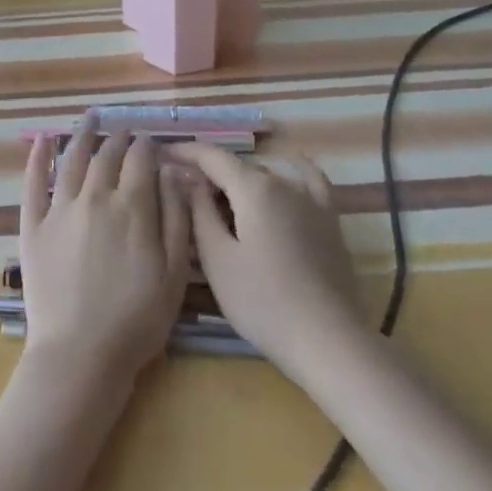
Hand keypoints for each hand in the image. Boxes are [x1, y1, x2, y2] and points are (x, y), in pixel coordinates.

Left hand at [18, 119, 190, 383]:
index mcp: (133, 207)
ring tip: (91, 117)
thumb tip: (174, 172)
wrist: (80, 354)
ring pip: (72, 159)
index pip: (141, 159)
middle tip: (126, 132)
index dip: (149, 146)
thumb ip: (176, 217)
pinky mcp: (33, 226)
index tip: (153, 142)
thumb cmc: (137, 319)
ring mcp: (59, 210)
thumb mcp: (174, 272)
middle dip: (120, 139)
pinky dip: (38, 157)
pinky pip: (33, 183)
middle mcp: (95, 198)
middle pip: (108, 155)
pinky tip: (43, 140)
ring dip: (82, 134)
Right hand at [163, 144, 369, 385]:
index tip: (161, 154)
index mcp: (253, 188)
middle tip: (182, 192)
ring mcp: (312, 200)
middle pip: (238, 167)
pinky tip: (290, 169)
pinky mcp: (330, 220)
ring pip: (268, 176)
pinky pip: (310, 181)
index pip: (212, 156)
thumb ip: (199, 211)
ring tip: (221, 199)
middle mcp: (284, 182)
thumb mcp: (217, 259)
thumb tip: (186, 177)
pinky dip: (293, 171)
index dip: (185, 151)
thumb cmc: (261, 302)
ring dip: (241, 180)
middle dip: (209, 173)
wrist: (327, 340)